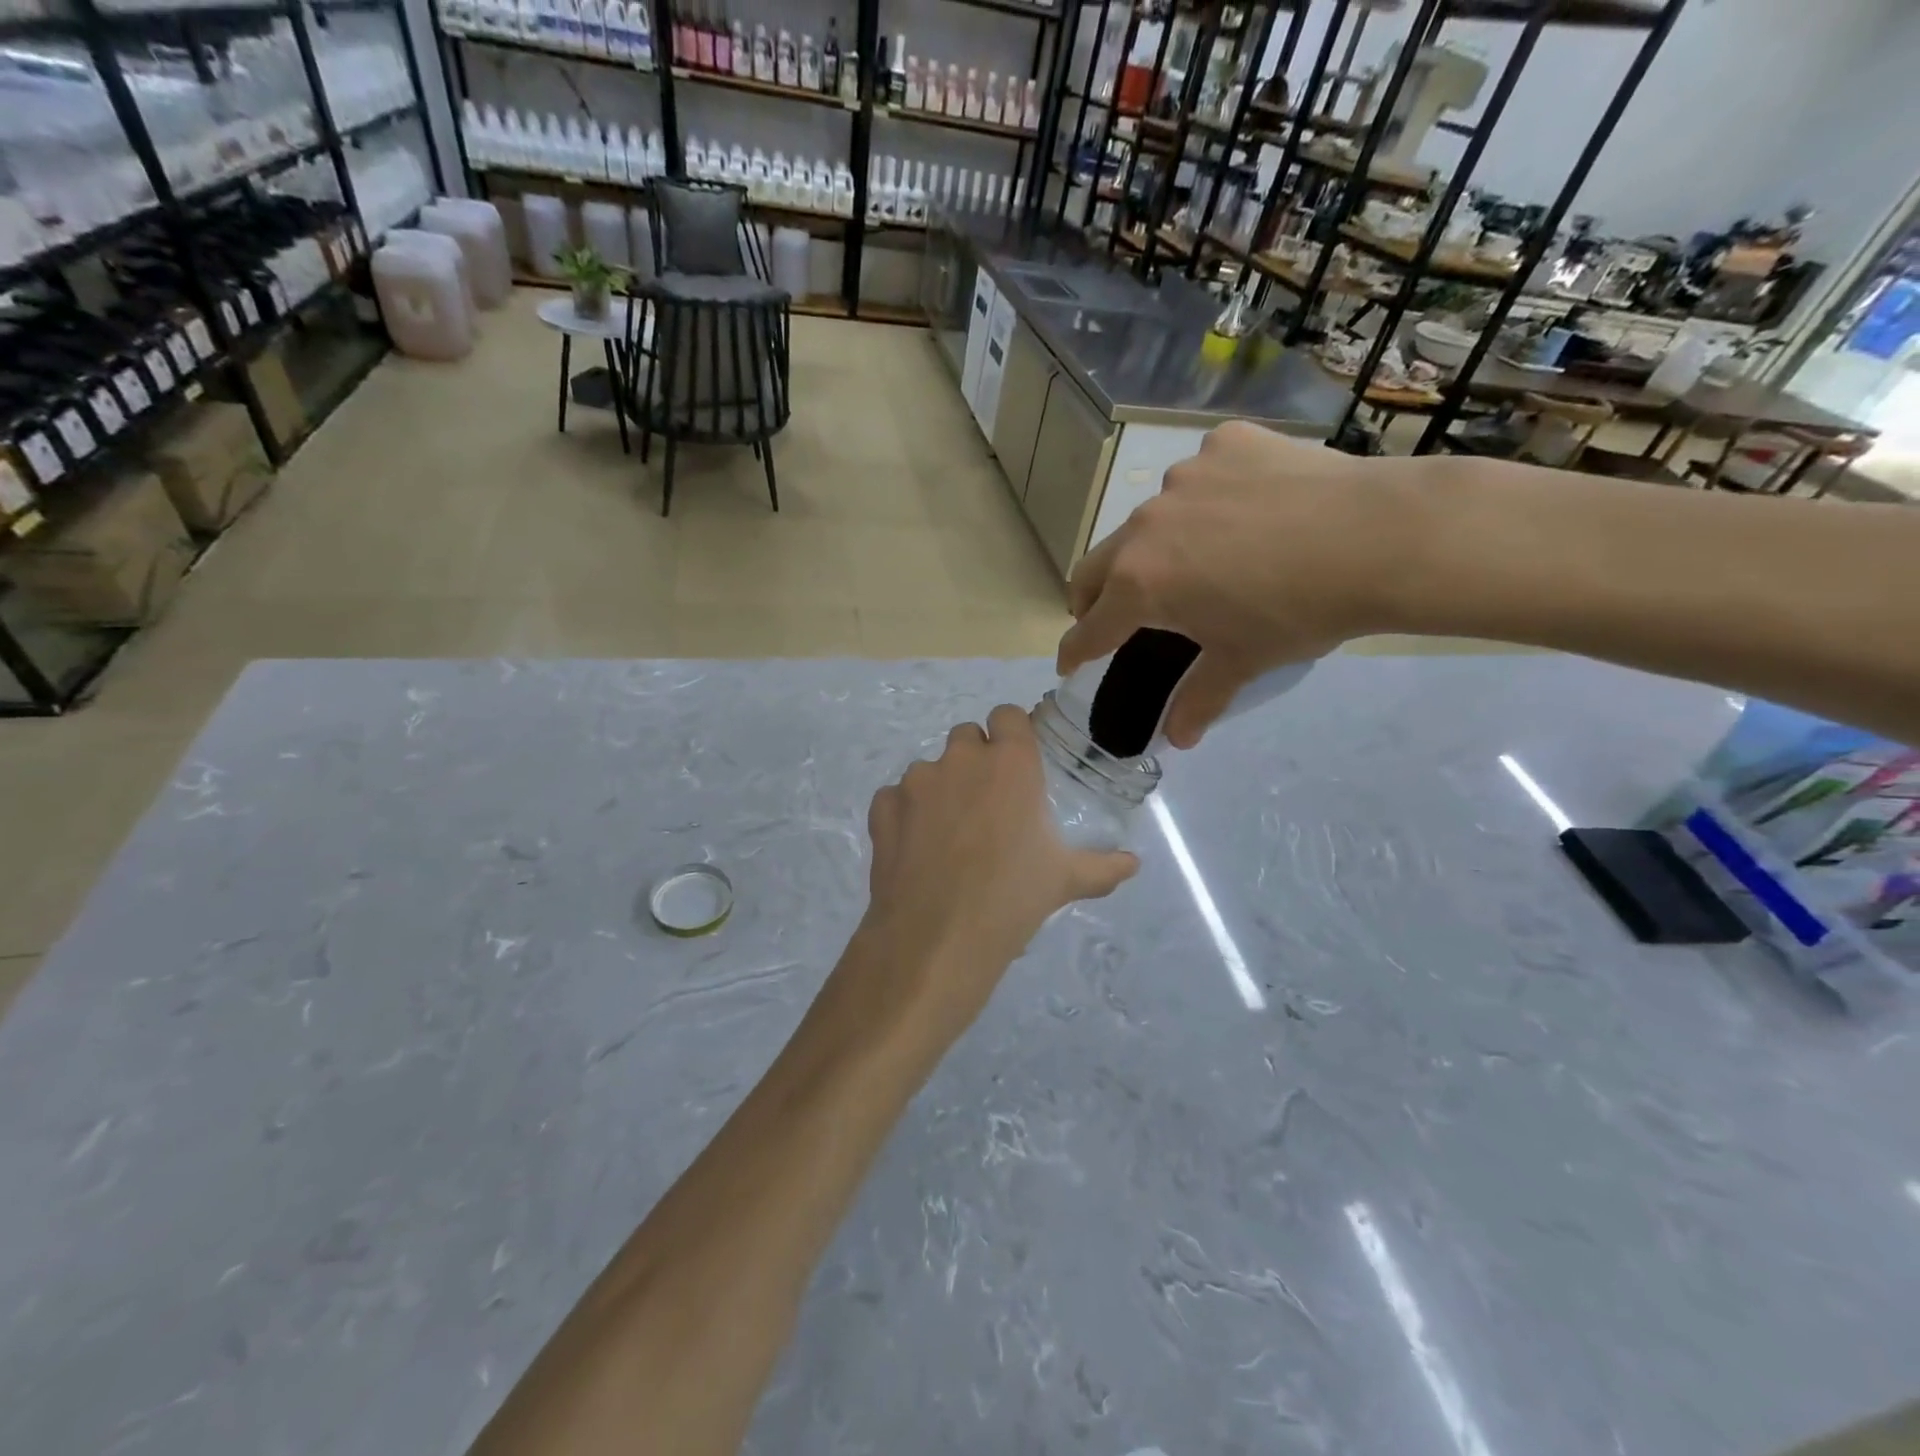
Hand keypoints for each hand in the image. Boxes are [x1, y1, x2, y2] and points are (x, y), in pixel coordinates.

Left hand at [849, 705, 1137, 1051]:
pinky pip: (895, 797)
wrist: (937, 938)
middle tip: (986, 805)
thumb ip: (1103, 866)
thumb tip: (1133, 863)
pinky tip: (915, 849)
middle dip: (975, 761)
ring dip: (940, 789)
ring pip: (929, 768)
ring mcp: (916, 781)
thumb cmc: (1012, 899)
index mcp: (1011, 764)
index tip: (1017, 765)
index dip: (1012, 735)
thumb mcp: (1066, 881)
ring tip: (949, 836)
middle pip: (966, 737)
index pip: (1008, 716)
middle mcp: (961, 759)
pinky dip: (904, 814)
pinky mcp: (883, 808)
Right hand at [1056, 422, 1408, 747]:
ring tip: (1200, 559)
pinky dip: (1209, 500)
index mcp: (1140, 584)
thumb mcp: (1243, 660)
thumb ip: (1200, 697)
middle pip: (1095, 567)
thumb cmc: (1297, 611)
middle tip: (1114, 616)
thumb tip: (1178, 740)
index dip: (1076, 651)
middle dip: (1093, 598)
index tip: (1070, 663)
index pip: (1089, 628)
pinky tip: (1249, 511)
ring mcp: (1184, 478)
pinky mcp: (1225, 444)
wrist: (1380, 537)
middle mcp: (1146, 526)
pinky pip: (1201, 477)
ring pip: (1149, 521)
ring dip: (1156, 547)